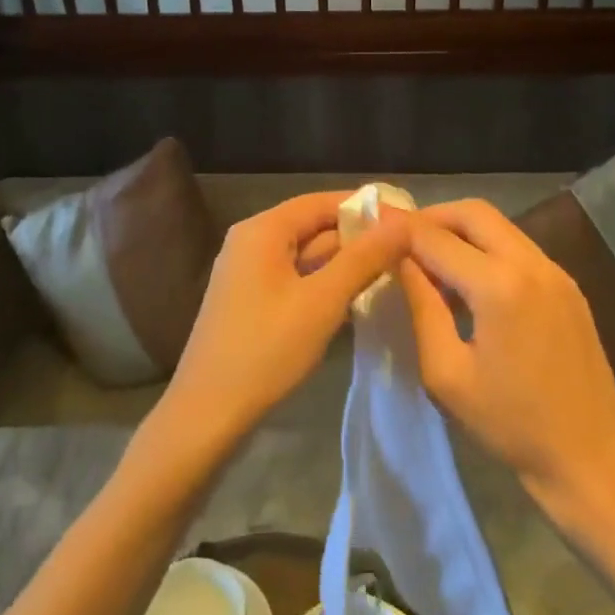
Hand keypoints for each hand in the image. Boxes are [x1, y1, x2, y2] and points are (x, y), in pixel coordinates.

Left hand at [159, 193, 408, 453]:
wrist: (208, 413)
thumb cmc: (266, 349)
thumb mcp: (323, 301)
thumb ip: (363, 258)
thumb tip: (402, 223)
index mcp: (263, 230)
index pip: (321, 202)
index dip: (364, 207)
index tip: (406, 219)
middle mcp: (251, 241)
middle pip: (312, 226)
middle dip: (357, 237)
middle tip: (407, 250)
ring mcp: (247, 272)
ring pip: (305, 255)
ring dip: (344, 262)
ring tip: (392, 270)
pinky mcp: (249, 300)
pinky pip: (294, 278)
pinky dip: (323, 282)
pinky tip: (355, 297)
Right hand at [399, 201, 614, 524]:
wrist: (591, 459)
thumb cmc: (510, 425)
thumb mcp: (447, 373)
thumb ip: (421, 307)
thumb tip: (400, 262)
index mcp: (499, 286)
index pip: (436, 237)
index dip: (399, 228)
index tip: (370, 223)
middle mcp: (532, 264)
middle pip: (473, 212)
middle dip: (432, 217)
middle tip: (401, 239)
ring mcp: (556, 272)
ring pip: (499, 226)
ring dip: (460, 231)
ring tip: (429, 260)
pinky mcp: (569, 286)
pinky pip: (518, 248)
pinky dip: (486, 249)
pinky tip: (469, 281)